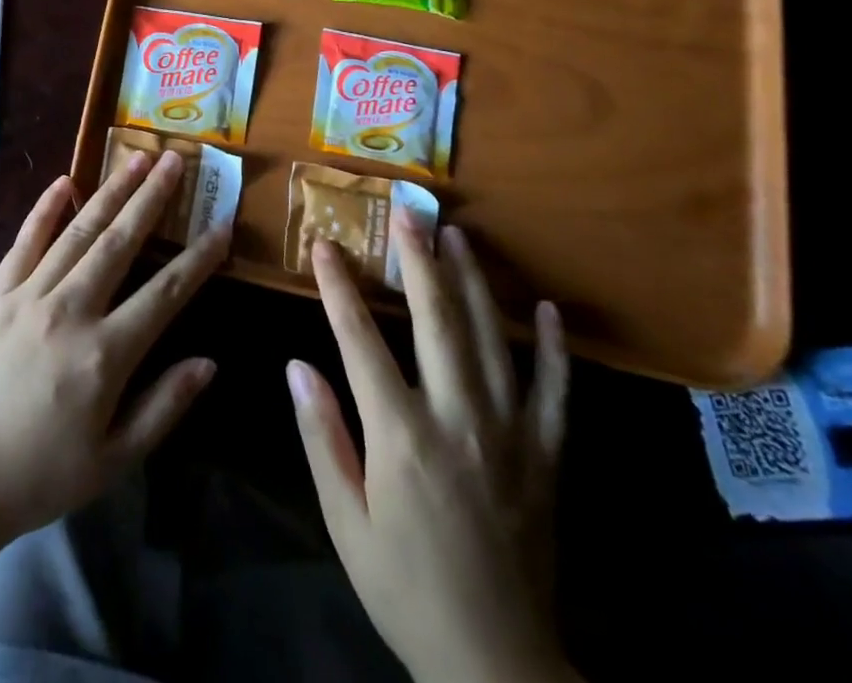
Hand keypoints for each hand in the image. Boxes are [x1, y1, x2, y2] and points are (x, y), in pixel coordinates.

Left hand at [0, 149, 229, 549]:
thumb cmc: (41, 475)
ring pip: (78, 232)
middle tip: (176, 159)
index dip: (198, 258)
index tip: (223, 224)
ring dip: (110, 192)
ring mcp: (28, 296)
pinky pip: (25, 241)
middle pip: (120, 243)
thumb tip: (209, 362)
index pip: (164, 293)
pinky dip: (45, 209)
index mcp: (103, 355)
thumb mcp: (113, 459)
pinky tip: (65, 182)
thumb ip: (163, 407)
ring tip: (136, 158)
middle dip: (152, 198)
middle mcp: (69, 311)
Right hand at [288, 221, 573, 682]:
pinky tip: (545, 309)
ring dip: (473, 282)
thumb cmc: (405, 586)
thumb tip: (296, 364)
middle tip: (407, 213)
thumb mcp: (345, 520)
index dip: (339, 288)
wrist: (497, 663)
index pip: (360, 340)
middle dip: (418, 261)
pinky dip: (553, 348)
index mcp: (401, 435)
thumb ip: (321, 435)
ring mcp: (510, 434)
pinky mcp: (547, 456)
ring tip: (458, 236)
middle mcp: (457, 419)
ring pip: (492, 340)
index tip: (324, 246)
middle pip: (436, 322)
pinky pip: (555, 392)